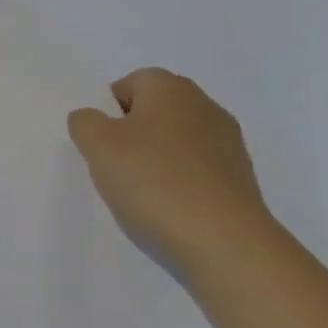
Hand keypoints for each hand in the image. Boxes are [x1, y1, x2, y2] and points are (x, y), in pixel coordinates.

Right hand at [68, 69, 276, 275]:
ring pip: (177, 143)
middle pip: (155, 112)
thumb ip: (85, 122)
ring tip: (142, 195)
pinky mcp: (242, 180)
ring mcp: (229, 144)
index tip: (100, 143)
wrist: (225, 243)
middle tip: (114, 167)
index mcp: (170, 88)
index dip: (109, 110)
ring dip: (157, 161)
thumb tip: (92, 119)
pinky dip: (181, 184)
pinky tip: (170, 210)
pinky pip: (197, 172)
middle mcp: (205, 106)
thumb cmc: (154, 181)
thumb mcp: (98, 145)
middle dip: (132, 135)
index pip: (130, 83)